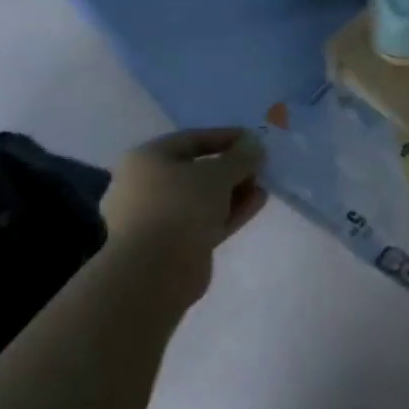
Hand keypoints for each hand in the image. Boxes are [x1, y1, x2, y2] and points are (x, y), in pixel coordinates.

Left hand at [101, 129, 266, 263]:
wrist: (154, 271)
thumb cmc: (180, 206)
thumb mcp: (218, 173)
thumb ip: (240, 156)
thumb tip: (254, 145)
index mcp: (146, 160)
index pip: (191, 139)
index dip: (225, 137)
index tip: (254, 140)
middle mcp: (145, 186)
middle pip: (196, 170)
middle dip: (231, 168)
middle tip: (260, 167)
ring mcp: (157, 217)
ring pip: (202, 198)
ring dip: (233, 191)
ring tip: (262, 187)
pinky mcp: (172, 243)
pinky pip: (205, 220)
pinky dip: (229, 211)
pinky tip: (256, 203)